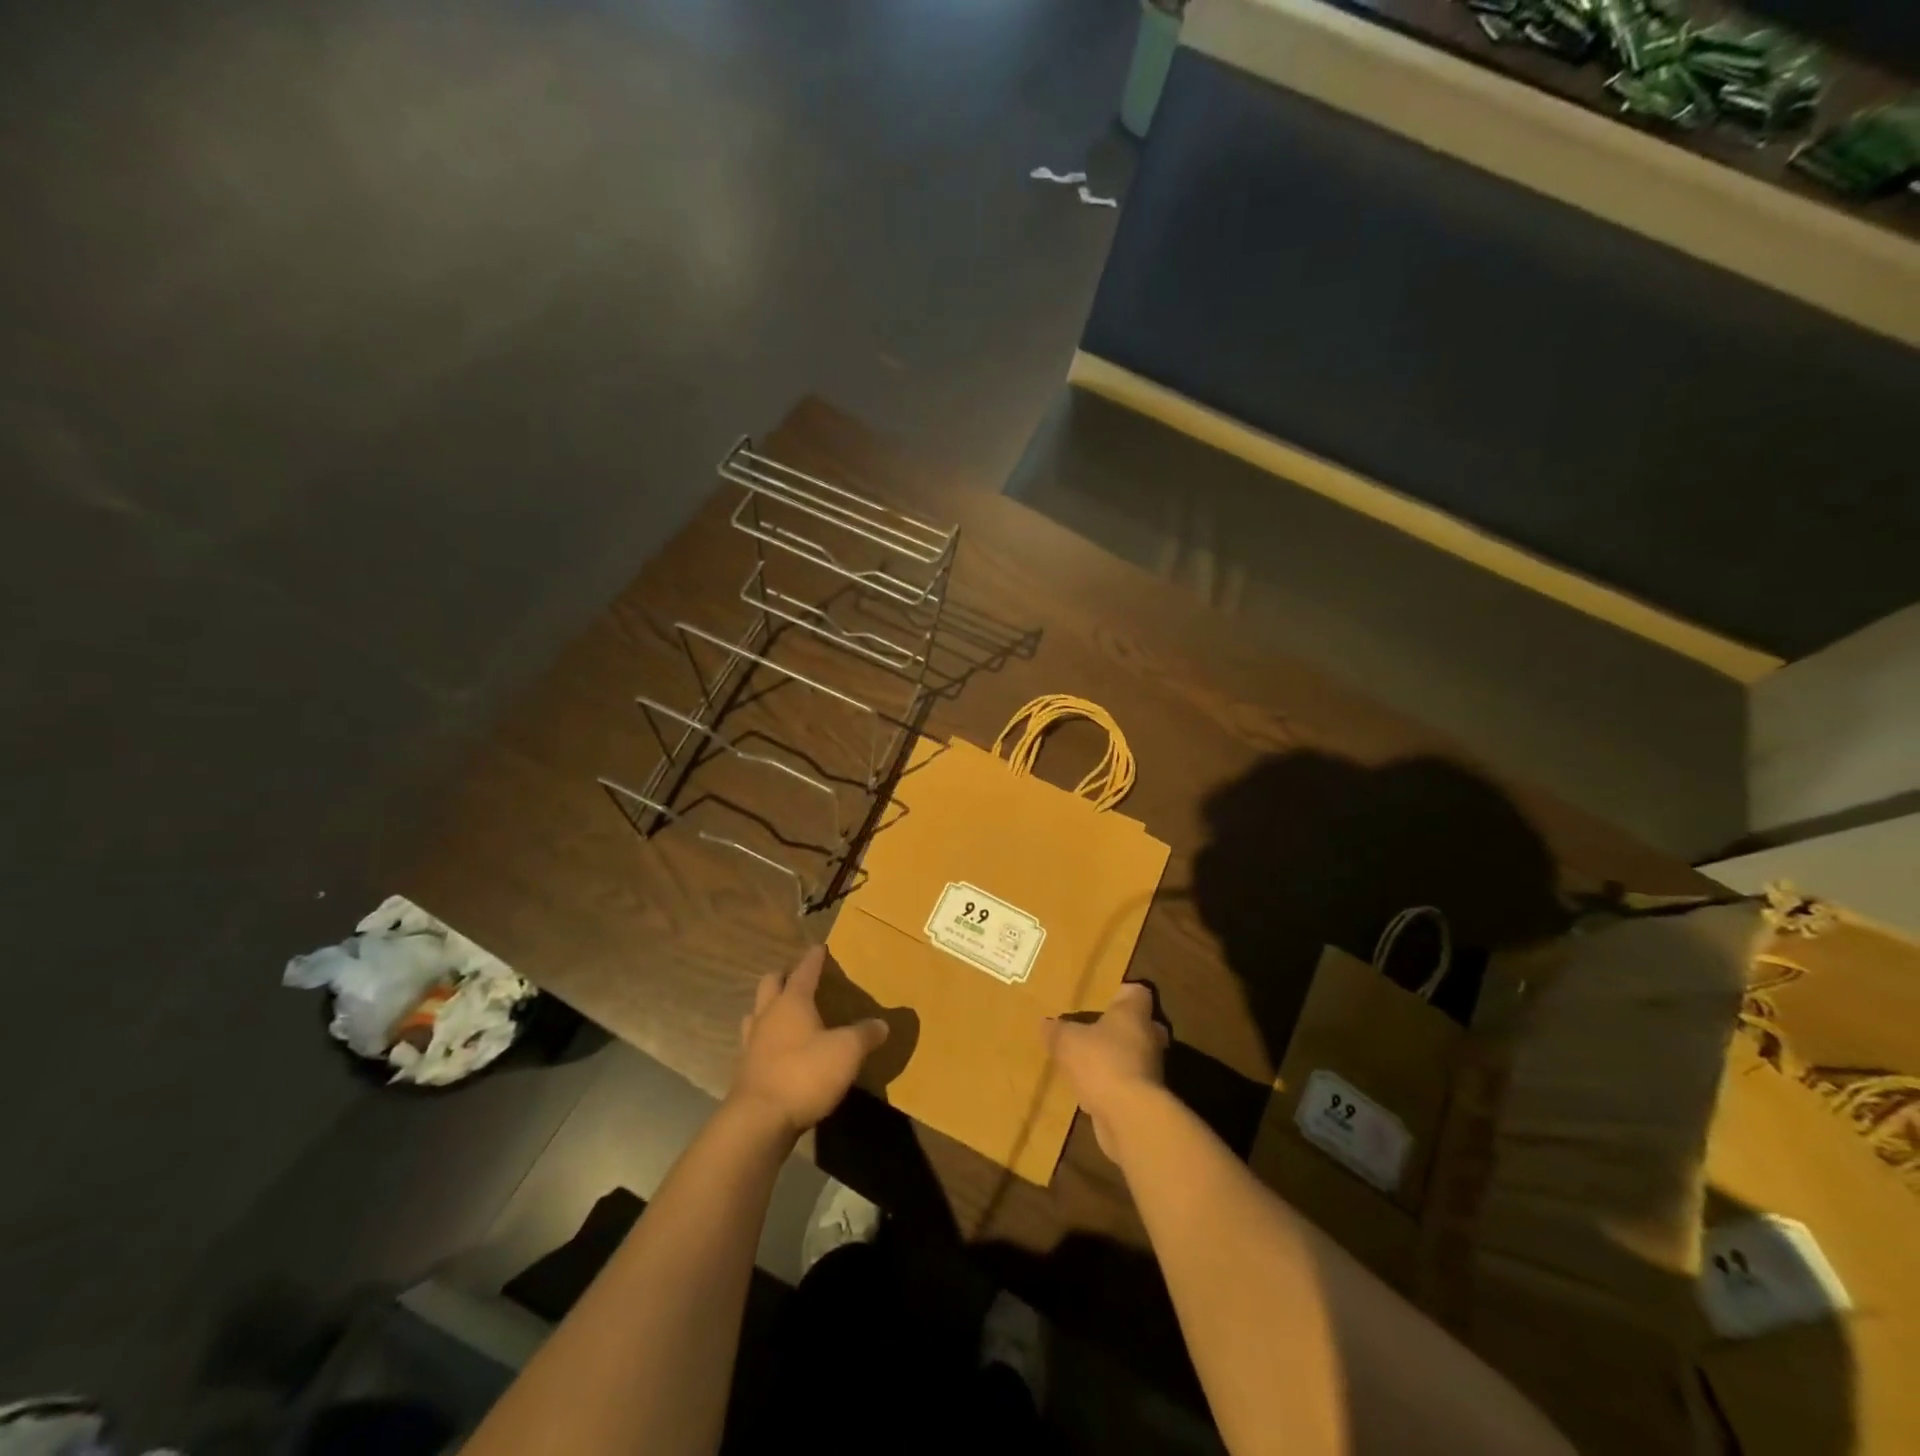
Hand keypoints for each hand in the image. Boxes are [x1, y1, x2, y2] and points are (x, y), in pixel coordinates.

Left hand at [729, 945, 888, 1138]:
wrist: (759, 1121)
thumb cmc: (805, 1074)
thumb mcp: (847, 1052)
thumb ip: (865, 1034)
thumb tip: (882, 1024)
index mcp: (792, 1002)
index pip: (804, 971)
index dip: (813, 959)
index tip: (818, 947)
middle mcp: (768, 1016)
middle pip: (770, 984)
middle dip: (783, 977)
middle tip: (796, 978)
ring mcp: (752, 1043)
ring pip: (756, 1013)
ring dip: (768, 1008)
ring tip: (782, 1012)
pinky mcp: (745, 1071)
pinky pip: (754, 1043)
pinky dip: (765, 1040)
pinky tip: (776, 1051)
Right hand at [1044, 982, 1167, 1159]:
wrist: (1130, 1118)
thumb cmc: (1102, 1063)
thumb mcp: (1067, 1042)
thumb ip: (1057, 1031)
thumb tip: (1045, 1023)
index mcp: (1134, 1013)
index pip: (1136, 992)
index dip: (1120, 992)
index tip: (1102, 996)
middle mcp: (1149, 1037)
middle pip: (1138, 1024)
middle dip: (1118, 1027)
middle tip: (1092, 1027)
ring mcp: (1151, 1070)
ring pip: (1133, 1055)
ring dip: (1115, 1058)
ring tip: (1087, 1060)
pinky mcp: (1147, 1098)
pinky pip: (1128, 1083)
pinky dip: (1113, 1085)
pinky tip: (1090, 1090)